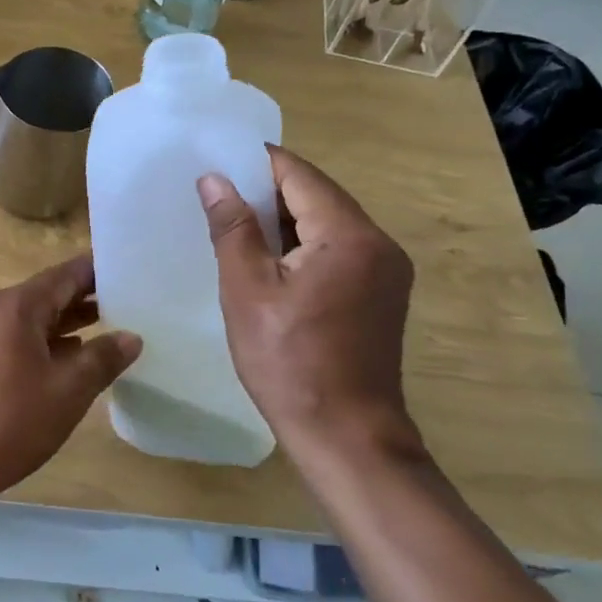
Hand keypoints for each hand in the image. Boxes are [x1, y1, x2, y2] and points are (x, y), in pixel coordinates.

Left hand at [0, 256, 140, 502]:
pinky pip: (17, 339)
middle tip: (130, 301)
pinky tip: (70, 359)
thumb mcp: (68, 390)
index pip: (65, 274)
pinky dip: (46, 342)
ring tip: (109, 327)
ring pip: (33, 319)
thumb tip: (131, 337)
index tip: (130, 271)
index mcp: (16, 307)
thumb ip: (103, 358)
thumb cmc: (9, 421)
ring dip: (68, 322)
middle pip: (48, 294)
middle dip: (87, 298)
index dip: (98, 271)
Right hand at [197, 148, 419, 461]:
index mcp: (349, 235)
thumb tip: (214, 180)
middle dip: (268, 192)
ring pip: (329, 222)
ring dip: (285, 220)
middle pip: (318, 195)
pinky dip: (305, 245)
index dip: (256, 164)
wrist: (347, 437)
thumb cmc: (289, 362)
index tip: (217, 164)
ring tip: (237, 227)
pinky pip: (340, 249)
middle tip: (219, 198)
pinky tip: (271, 261)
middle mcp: (379, 242)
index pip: (299, 175)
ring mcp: (387, 270)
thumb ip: (233, 228)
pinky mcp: (383, 293)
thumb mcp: (248, 290)